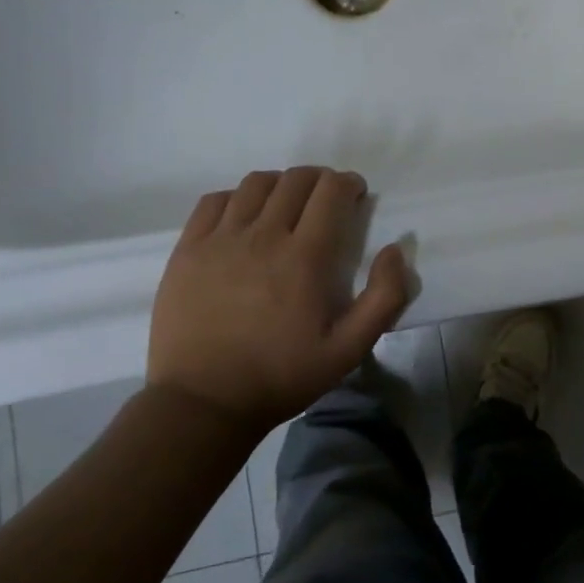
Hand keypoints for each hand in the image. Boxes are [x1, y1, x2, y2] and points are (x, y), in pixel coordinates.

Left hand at [147, 168, 408, 429]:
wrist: (203, 403)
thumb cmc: (282, 376)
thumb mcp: (349, 349)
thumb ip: (384, 298)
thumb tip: (395, 250)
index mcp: (305, 256)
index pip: (331, 191)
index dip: (348, 184)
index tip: (355, 196)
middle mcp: (263, 236)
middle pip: (296, 179)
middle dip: (320, 179)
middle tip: (327, 200)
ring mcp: (220, 240)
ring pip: (256, 183)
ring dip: (281, 184)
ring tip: (287, 205)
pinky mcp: (188, 250)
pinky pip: (215, 201)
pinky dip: (237, 198)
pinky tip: (244, 218)